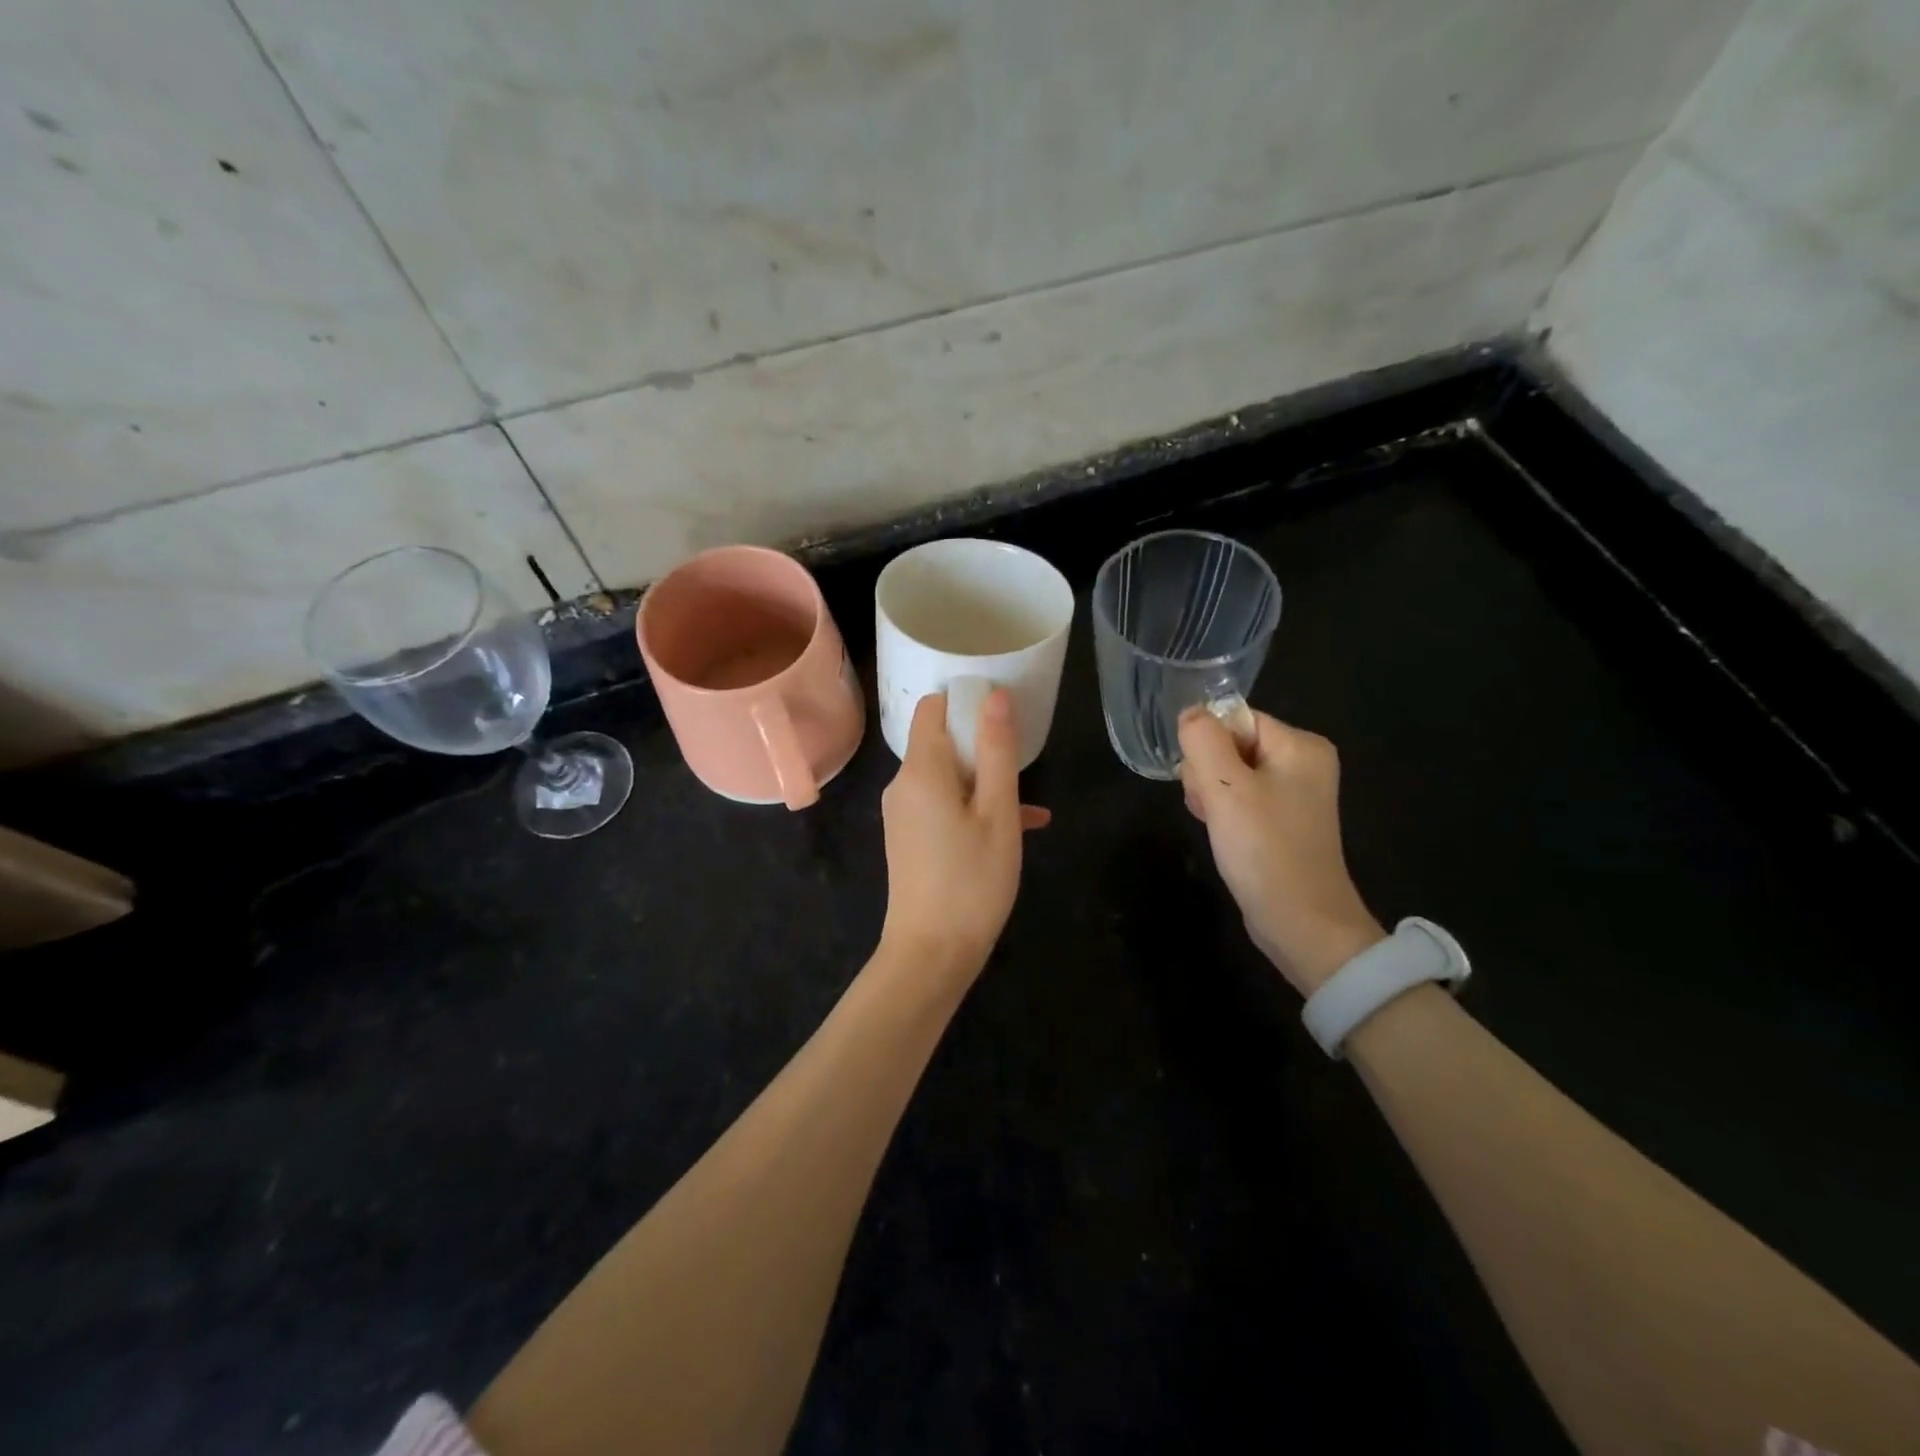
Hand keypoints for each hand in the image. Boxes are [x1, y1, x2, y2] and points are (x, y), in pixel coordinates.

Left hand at [879, 690, 1050, 977]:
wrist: (931, 953)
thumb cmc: (972, 880)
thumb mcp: (998, 813)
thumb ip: (997, 751)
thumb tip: (994, 695)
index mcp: (921, 770)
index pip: (931, 708)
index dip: (964, 700)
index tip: (1000, 710)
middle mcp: (903, 785)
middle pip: (940, 741)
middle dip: (981, 744)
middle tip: (1021, 762)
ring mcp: (902, 813)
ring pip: (947, 777)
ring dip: (985, 781)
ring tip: (1028, 805)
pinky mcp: (909, 837)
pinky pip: (942, 805)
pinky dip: (973, 807)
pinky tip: (1017, 828)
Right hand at [1177, 708, 1384, 995]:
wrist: (1302, 923)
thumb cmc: (1265, 849)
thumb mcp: (1226, 789)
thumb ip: (1203, 740)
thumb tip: (1191, 712)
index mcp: (1300, 745)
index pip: (1235, 719)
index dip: (1208, 745)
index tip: (1202, 781)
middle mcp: (1303, 762)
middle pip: (1231, 744)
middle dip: (1208, 773)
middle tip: (1211, 808)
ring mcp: (1295, 794)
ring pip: (1230, 773)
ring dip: (1211, 795)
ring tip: (1215, 824)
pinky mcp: (1283, 821)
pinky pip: (1241, 799)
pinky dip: (1224, 812)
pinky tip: (1221, 833)